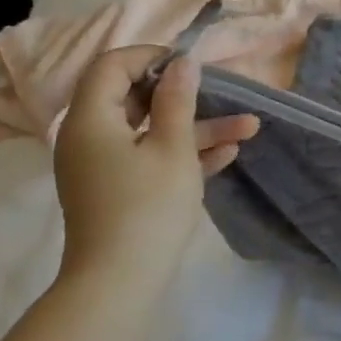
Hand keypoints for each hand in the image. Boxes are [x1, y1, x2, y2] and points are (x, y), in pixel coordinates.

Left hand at [51, 45, 258, 297]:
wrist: (120, 282)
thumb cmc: (147, 206)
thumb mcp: (173, 147)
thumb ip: (178, 100)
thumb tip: (183, 62)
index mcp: (92, 119)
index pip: (112, 66)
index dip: (151, 57)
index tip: (190, 66)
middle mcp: (90, 137)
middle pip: (134, 98)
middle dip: (185, 95)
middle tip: (219, 92)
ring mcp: (104, 166)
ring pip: (151, 131)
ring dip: (198, 127)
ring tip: (249, 128)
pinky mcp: (118, 190)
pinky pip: (150, 158)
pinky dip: (184, 153)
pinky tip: (228, 154)